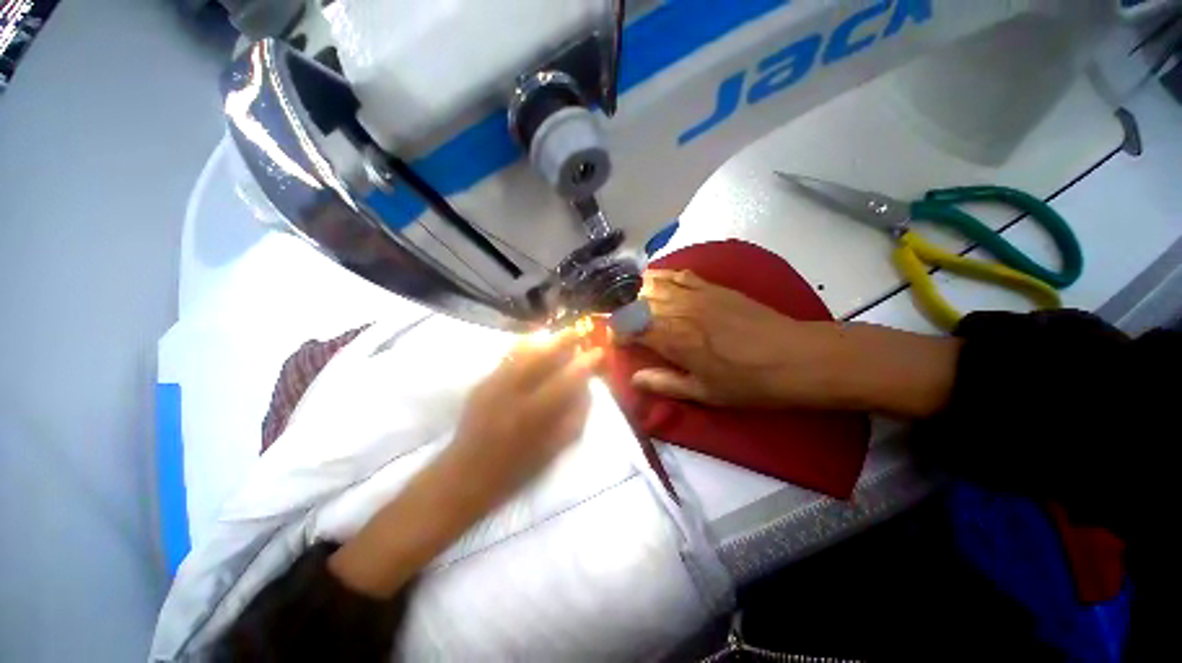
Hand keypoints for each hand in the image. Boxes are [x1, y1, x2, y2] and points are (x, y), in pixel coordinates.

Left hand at [444, 328, 603, 510]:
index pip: (567, 380)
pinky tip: (533, 341)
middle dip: (564, 340)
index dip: (585, 363)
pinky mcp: (482, 382)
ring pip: (523, 352)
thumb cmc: (517, 469)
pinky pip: (506, 357)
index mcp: (535, 414)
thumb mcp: (554, 448)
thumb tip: (586, 388)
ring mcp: (494, 385)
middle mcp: (514, 393)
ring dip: (545, 340)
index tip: (599, 352)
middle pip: (543, 357)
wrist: (466, 474)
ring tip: (559, 333)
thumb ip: (575, 416)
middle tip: (580, 330)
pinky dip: (523, 346)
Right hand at [630, 269, 838, 407]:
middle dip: (622, 311)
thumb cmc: (747, 382)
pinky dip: (661, 277)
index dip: (616, 331)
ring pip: (652, 282)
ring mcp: (695, 293)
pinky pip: (677, 273)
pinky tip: (658, 284)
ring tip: (635, 304)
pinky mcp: (711, 285)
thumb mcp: (703, 393)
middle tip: (623, 325)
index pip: (629, 325)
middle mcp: (677, 309)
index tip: (617, 342)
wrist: (794, 356)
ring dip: (637, 292)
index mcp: (673, 338)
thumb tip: (634, 379)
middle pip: (636, 300)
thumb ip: (663, 383)